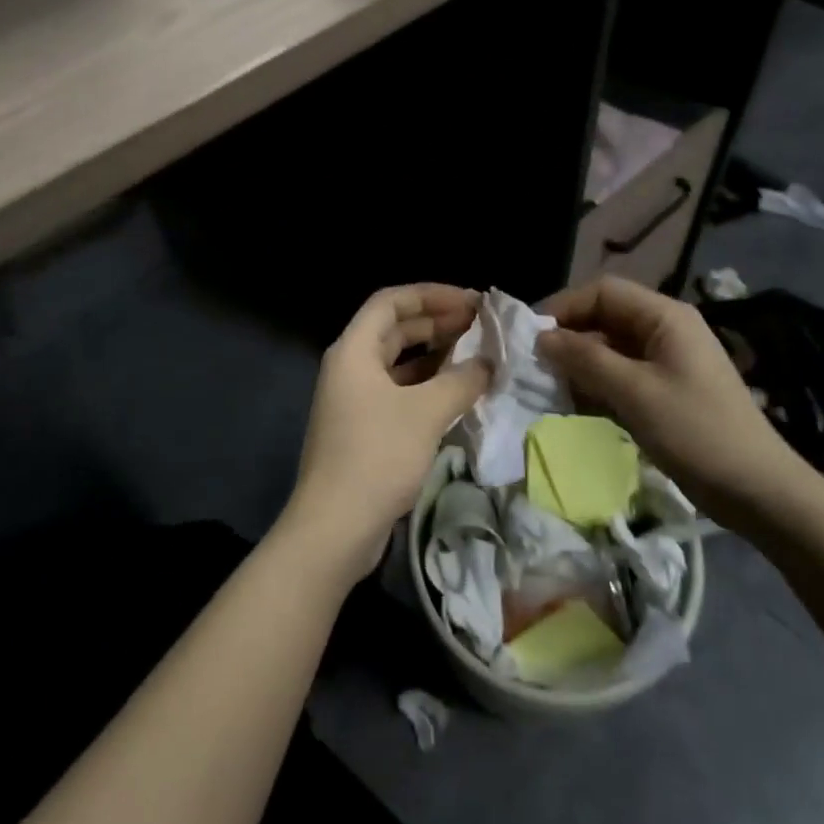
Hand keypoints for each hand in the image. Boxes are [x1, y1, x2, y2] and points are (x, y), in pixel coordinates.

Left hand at [280, 285, 490, 586]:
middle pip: (394, 329)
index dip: (432, 295)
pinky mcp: (363, 429)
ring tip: (476, 354)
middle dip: (437, 322)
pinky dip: (427, 386)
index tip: (472, 302)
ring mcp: (355, 400)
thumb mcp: (426, 413)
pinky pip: (399, 392)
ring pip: (399, 362)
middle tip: (480, 325)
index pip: (391, 302)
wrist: (334, 528)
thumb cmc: (377, 456)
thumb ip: (462, 381)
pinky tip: (457, 392)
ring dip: (435, 355)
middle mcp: (350, 367)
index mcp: (354, 350)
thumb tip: (488, 363)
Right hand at [538, 276, 814, 534]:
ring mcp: (668, 361)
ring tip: (549, 388)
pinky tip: (575, 406)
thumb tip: (542, 337)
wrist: (757, 490)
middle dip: (569, 338)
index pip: (603, 292)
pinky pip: (622, 375)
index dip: (564, 307)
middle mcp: (666, 330)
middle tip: (534, 365)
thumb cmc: (696, 431)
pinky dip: (597, 385)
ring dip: (580, 364)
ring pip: (611, 349)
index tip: (530, 336)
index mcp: (665, 317)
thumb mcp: (634, 392)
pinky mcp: (666, 391)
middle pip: (605, 318)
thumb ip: (585, 359)